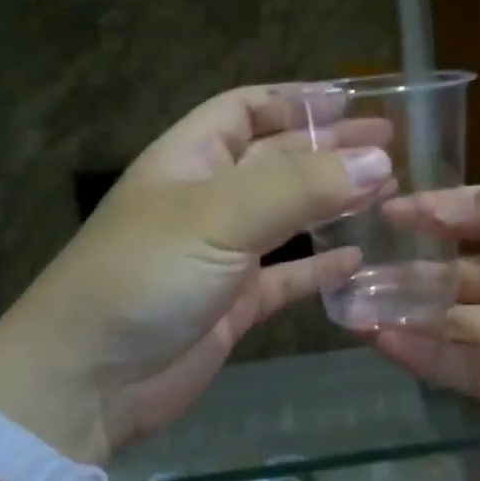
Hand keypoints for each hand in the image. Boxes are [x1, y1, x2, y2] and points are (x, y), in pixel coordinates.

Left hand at [0, 86, 391, 465]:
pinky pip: (287, 278)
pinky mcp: (234, 305)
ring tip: (386, 193)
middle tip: (390, 148)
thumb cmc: (145, 277)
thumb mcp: (218, 216)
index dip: (294, 100)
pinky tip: (357, 259)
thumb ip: (298, 187)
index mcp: (189, 160)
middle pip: (276, 161)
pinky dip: (321, 268)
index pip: (244, 110)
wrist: (89, 380)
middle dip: (329, 149)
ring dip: (332, 203)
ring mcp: (221, 255)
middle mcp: (207, 201)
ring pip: (288, 218)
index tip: (351, 102)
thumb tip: (377, 161)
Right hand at [372, 170, 479, 462]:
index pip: (477, 214)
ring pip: (448, 318)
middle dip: (404, 266)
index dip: (432, 210)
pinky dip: (421, 355)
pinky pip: (461, 367)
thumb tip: (452, 203)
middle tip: (350, 265)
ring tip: (350, 304)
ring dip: (402, 310)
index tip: (384, 208)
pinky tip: (382, 341)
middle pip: (453, 270)